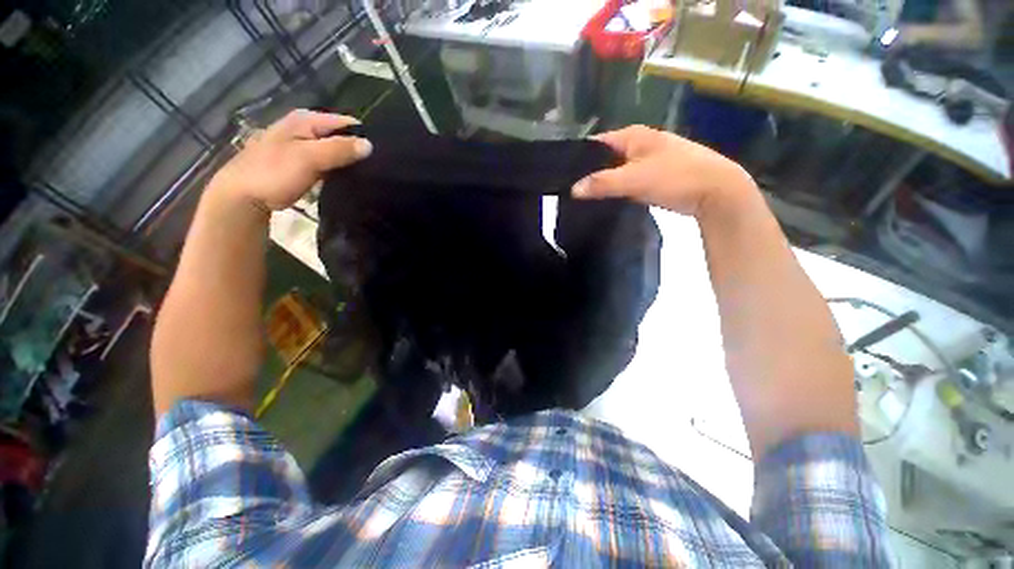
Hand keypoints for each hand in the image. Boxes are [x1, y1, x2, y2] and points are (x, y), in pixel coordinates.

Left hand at [210, 110, 371, 210]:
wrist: (243, 196)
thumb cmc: (274, 173)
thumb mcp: (308, 158)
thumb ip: (339, 149)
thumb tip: (370, 145)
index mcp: (306, 120)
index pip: (347, 123)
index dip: (363, 138)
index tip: (379, 159)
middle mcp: (306, 129)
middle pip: (342, 137)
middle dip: (357, 152)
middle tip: (374, 171)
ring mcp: (304, 147)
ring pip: (336, 152)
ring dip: (349, 163)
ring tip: (367, 178)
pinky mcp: (304, 164)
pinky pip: (329, 164)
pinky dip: (339, 171)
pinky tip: (349, 182)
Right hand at [571, 125, 756, 217]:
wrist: (716, 191)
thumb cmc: (676, 177)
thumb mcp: (635, 179)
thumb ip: (602, 183)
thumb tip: (573, 189)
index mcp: (633, 136)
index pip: (596, 142)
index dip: (579, 157)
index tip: (562, 175)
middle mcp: (638, 144)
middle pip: (604, 158)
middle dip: (589, 172)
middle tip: (570, 190)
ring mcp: (646, 161)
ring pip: (615, 171)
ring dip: (602, 183)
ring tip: (583, 198)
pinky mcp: (652, 176)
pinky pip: (626, 182)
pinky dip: (616, 190)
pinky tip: (605, 201)